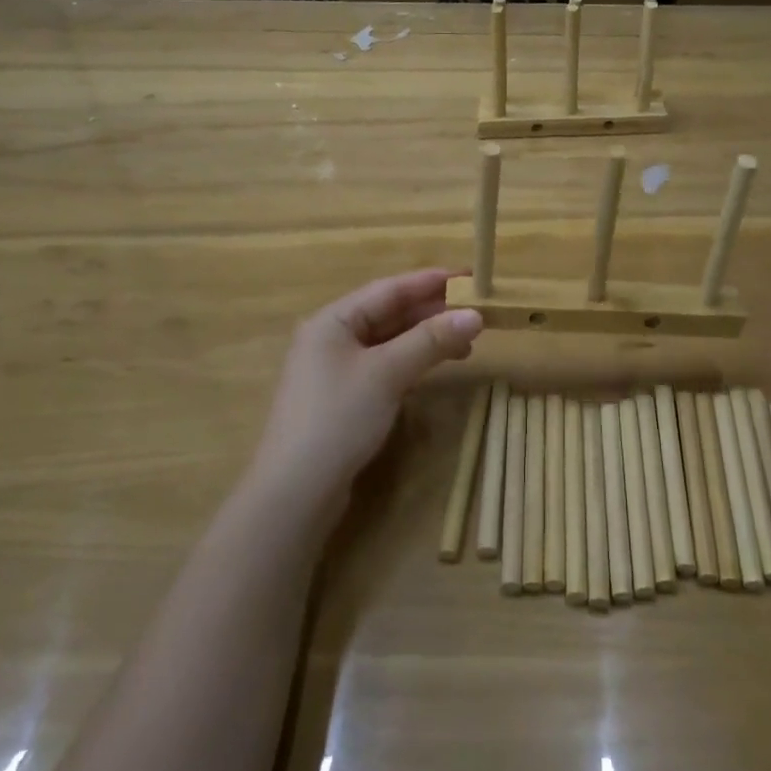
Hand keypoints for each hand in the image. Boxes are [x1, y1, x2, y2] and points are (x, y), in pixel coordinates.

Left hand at [252, 269, 483, 502]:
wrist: (295, 493)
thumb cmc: (338, 418)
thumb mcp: (387, 373)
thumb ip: (431, 340)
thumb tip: (475, 315)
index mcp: (333, 320)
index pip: (389, 289)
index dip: (431, 281)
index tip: (470, 277)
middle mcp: (331, 338)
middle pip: (389, 314)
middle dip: (432, 312)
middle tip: (476, 311)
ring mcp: (336, 370)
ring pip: (389, 342)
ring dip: (426, 339)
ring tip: (466, 343)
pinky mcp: (344, 399)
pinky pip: (385, 367)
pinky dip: (412, 363)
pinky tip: (435, 367)